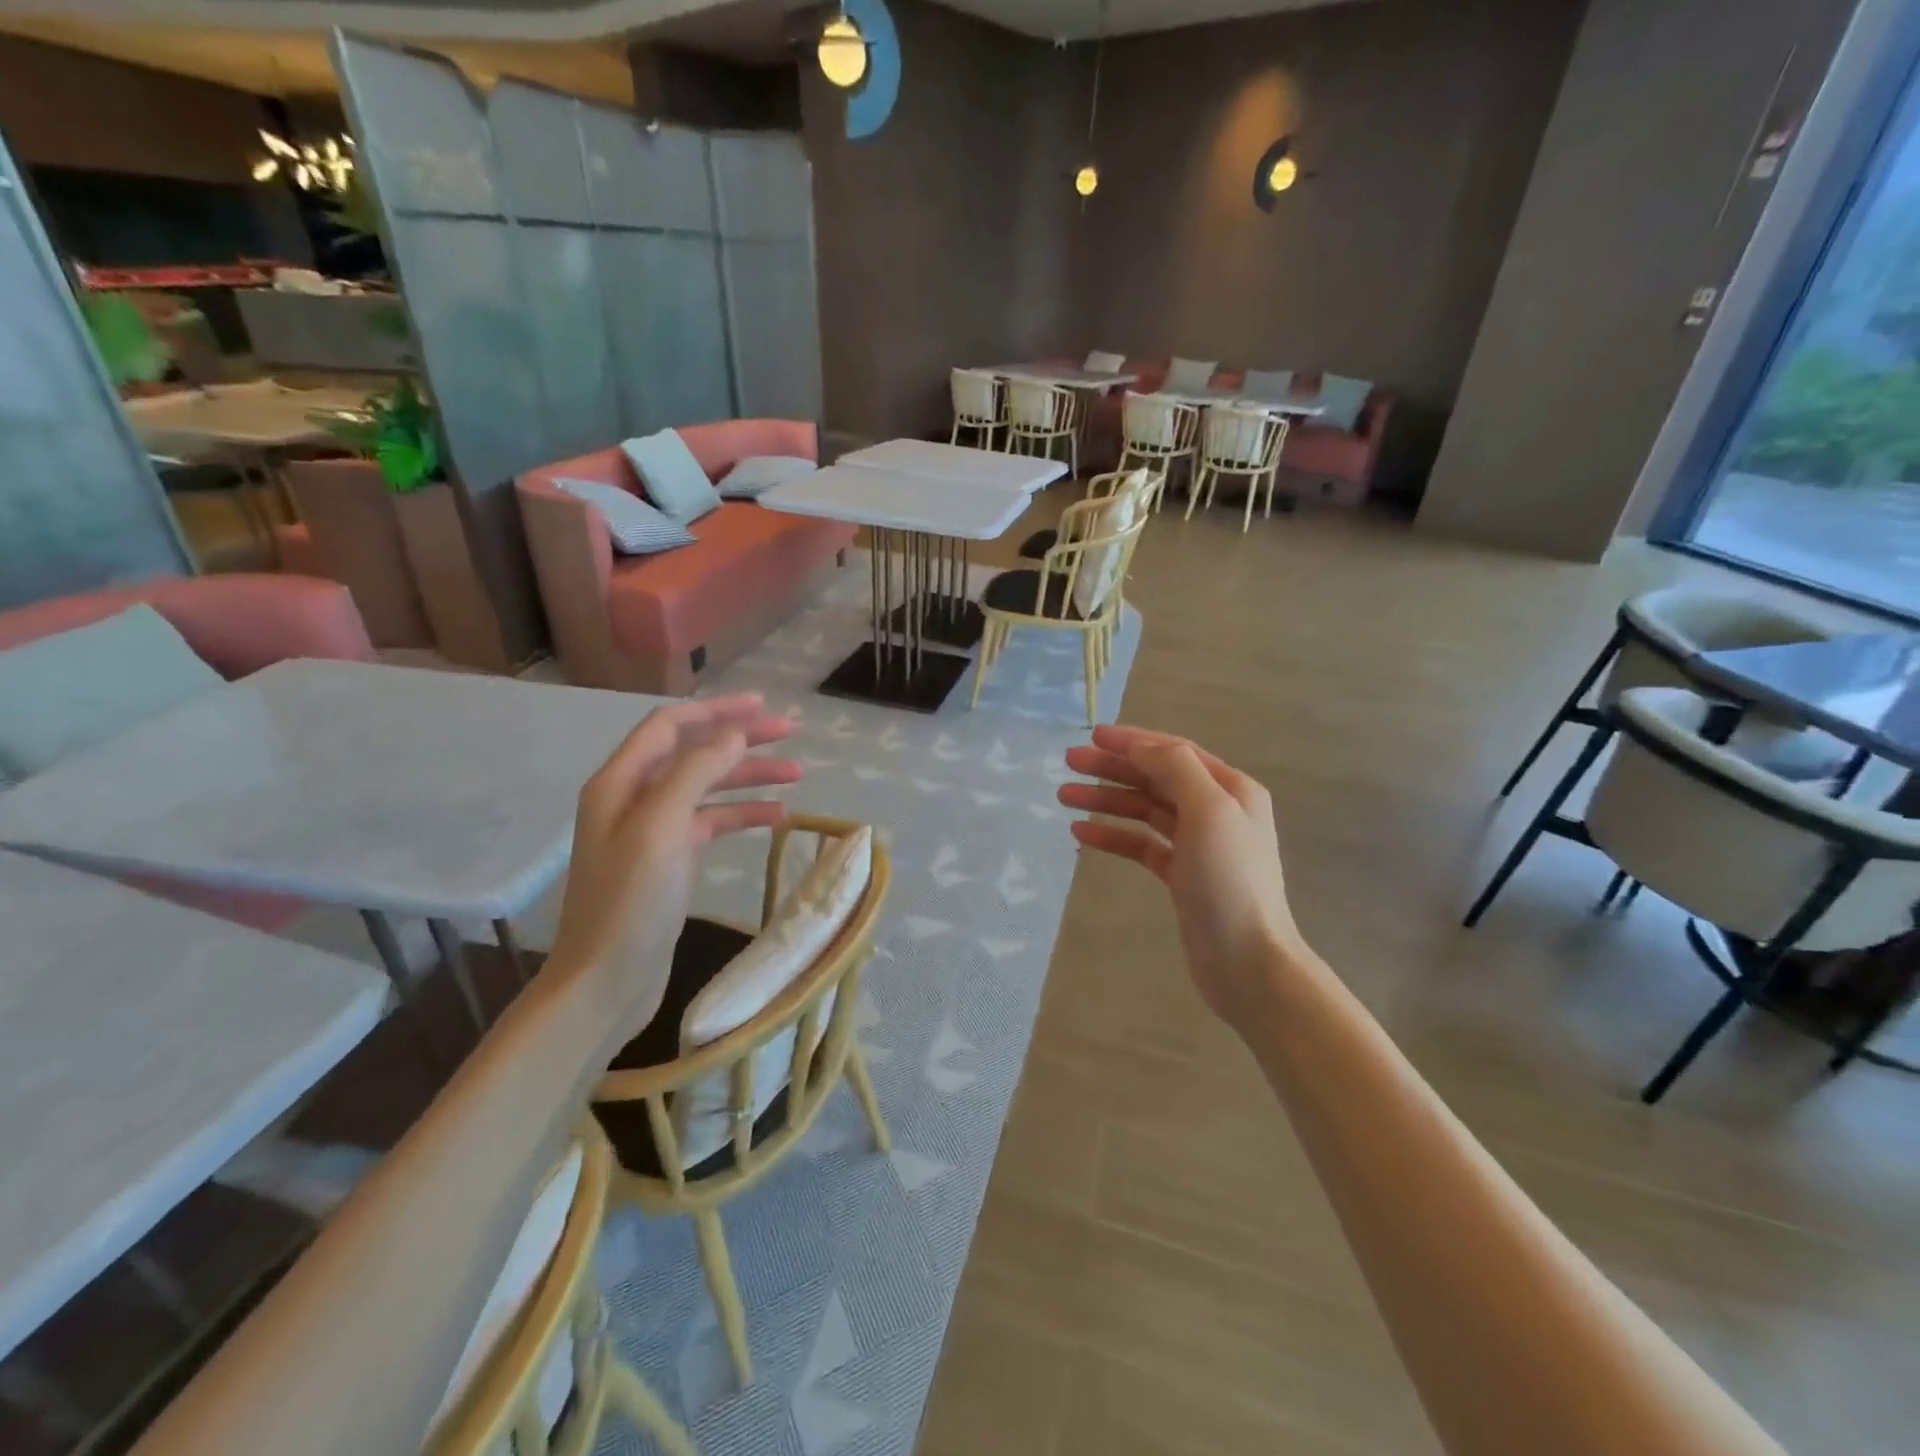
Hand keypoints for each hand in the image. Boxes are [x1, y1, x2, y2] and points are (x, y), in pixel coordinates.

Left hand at [549, 694, 800, 1030]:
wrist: (606, 982)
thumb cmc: (629, 902)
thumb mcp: (662, 828)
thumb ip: (696, 771)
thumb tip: (734, 732)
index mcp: (621, 781)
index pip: (672, 725)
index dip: (718, 710)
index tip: (765, 706)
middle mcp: (634, 797)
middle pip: (694, 752)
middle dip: (742, 740)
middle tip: (792, 734)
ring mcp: (654, 830)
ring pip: (708, 787)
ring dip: (749, 777)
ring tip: (798, 775)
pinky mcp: (671, 860)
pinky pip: (712, 823)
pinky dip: (743, 814)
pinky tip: (777, 816)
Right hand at [1059, 725, 1310, 1025]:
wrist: (1247, 962)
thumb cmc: (1230, 881)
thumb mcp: (1209, 811)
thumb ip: (1176, 769)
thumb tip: (1141, 746)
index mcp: (1230, 789)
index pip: (1174, 752)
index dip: (1133, 741)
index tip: (1093, 737)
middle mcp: (1216, 811)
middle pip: (1155, 778)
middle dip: (1113, 768)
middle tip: (1069, 762)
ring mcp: (1197, 845)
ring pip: (1144, 810)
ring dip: (1106, 800)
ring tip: (1064, 796)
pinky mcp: (1181, 876)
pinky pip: (1141, 844)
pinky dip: (1113, 836)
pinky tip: (1081, 834)